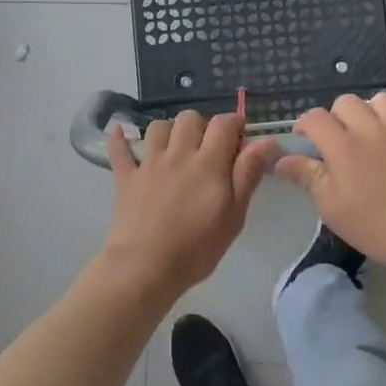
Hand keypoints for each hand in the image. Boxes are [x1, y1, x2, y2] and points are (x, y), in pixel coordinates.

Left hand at [100, 112, 278, 294]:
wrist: (145, 267)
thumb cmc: (196, 248)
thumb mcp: (233, 216)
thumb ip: (248, 175)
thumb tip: (267, 141)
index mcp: (208, 163)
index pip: (224, 124)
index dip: (234, 124)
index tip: (240, 139)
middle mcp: (177, 154)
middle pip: (189, 118)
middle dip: (203, 126)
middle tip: (208, 150)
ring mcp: (148, 164)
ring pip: (158, 127)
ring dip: (170, 131)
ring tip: (176, 149)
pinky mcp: (125, 178)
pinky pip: (119, 149)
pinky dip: (119, 138)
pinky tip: (121, 132)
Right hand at [275, 93, 385, 273]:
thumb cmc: (375, 226)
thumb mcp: (331, 207)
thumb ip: (307, 177)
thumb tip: (280, 160)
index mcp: (343, 146)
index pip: (315, 118)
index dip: (304, 126)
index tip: (304, 142)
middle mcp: (372, 129)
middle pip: (347, 101)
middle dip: (336, 116)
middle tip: (337, 140)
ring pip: (383, 100)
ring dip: (371, 110)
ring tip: (370, 131)